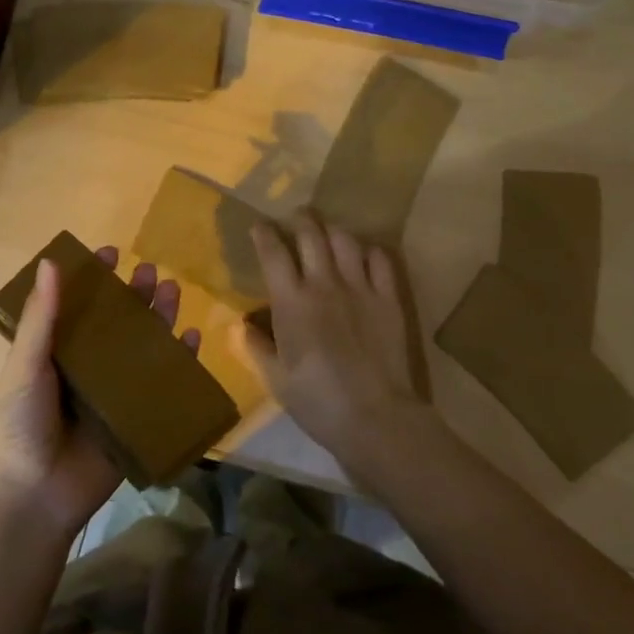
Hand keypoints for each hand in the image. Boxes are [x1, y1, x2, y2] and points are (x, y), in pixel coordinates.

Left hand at [0, 247, 201, 541]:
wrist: (35, 499)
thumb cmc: (20, 426)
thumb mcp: (25, 367)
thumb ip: (41, 318)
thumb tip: (53, 261)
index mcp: (55, 353)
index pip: (77, 306)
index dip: (92, 279)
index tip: (109, 253)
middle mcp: (86, 367)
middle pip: (116, 323)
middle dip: (133, 295)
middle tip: (149, 271)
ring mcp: (114, 392)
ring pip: (142, 347)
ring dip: (159, 318)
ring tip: (172, 290)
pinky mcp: (137, 417)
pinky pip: (164, 383)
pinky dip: (180, 360)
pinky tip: (191, 337)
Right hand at [246, 214, 430, 476]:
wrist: (375, 416)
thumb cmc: (317, 401)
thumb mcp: (276, 379)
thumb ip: (257, 346)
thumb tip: (244, 324)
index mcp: (291, 302)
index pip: (273, 253)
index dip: (264, 234)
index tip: (260, 225)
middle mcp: (324, 284)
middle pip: (310, 234)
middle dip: (300, 219)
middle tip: (296, 217)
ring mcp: (360, 287)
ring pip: (345, 239)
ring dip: (332, 231)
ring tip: (328, 233)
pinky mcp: (388, 297)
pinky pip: (380, 259)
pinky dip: (369, 251)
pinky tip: (364, 256)